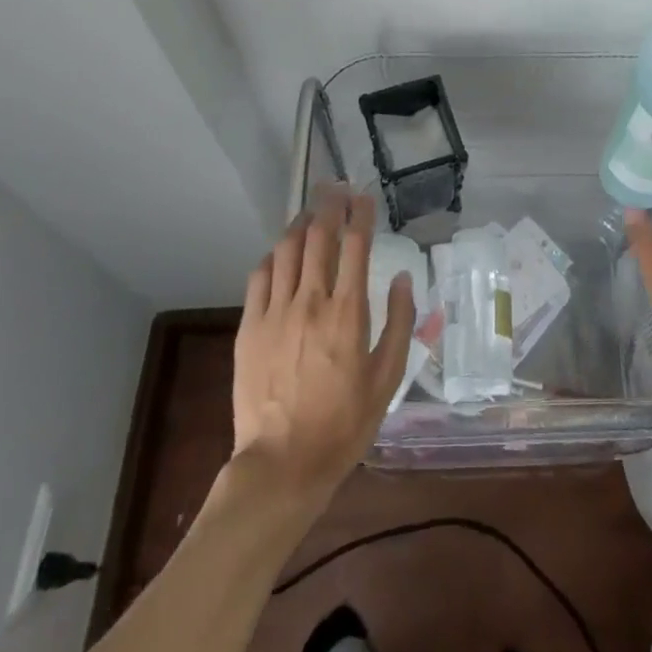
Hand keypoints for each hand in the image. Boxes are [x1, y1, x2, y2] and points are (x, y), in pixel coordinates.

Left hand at [232, 186, 414, 502]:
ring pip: (287, 249)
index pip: (356, 245)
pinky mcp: (250, 327)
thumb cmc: (344, 424)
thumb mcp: (387, 379)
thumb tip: (402, 278)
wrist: (282, 464)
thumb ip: (398, 323)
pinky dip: (274, 256)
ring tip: (310, 211)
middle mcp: (311, 301)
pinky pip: (260, 276)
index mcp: (348, 313)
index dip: (361, 214)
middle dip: (329, 204)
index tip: (364, 196)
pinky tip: (281, 253)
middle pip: (319, 236)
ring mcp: (276, 312)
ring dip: (301, 223)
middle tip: (336, 187)